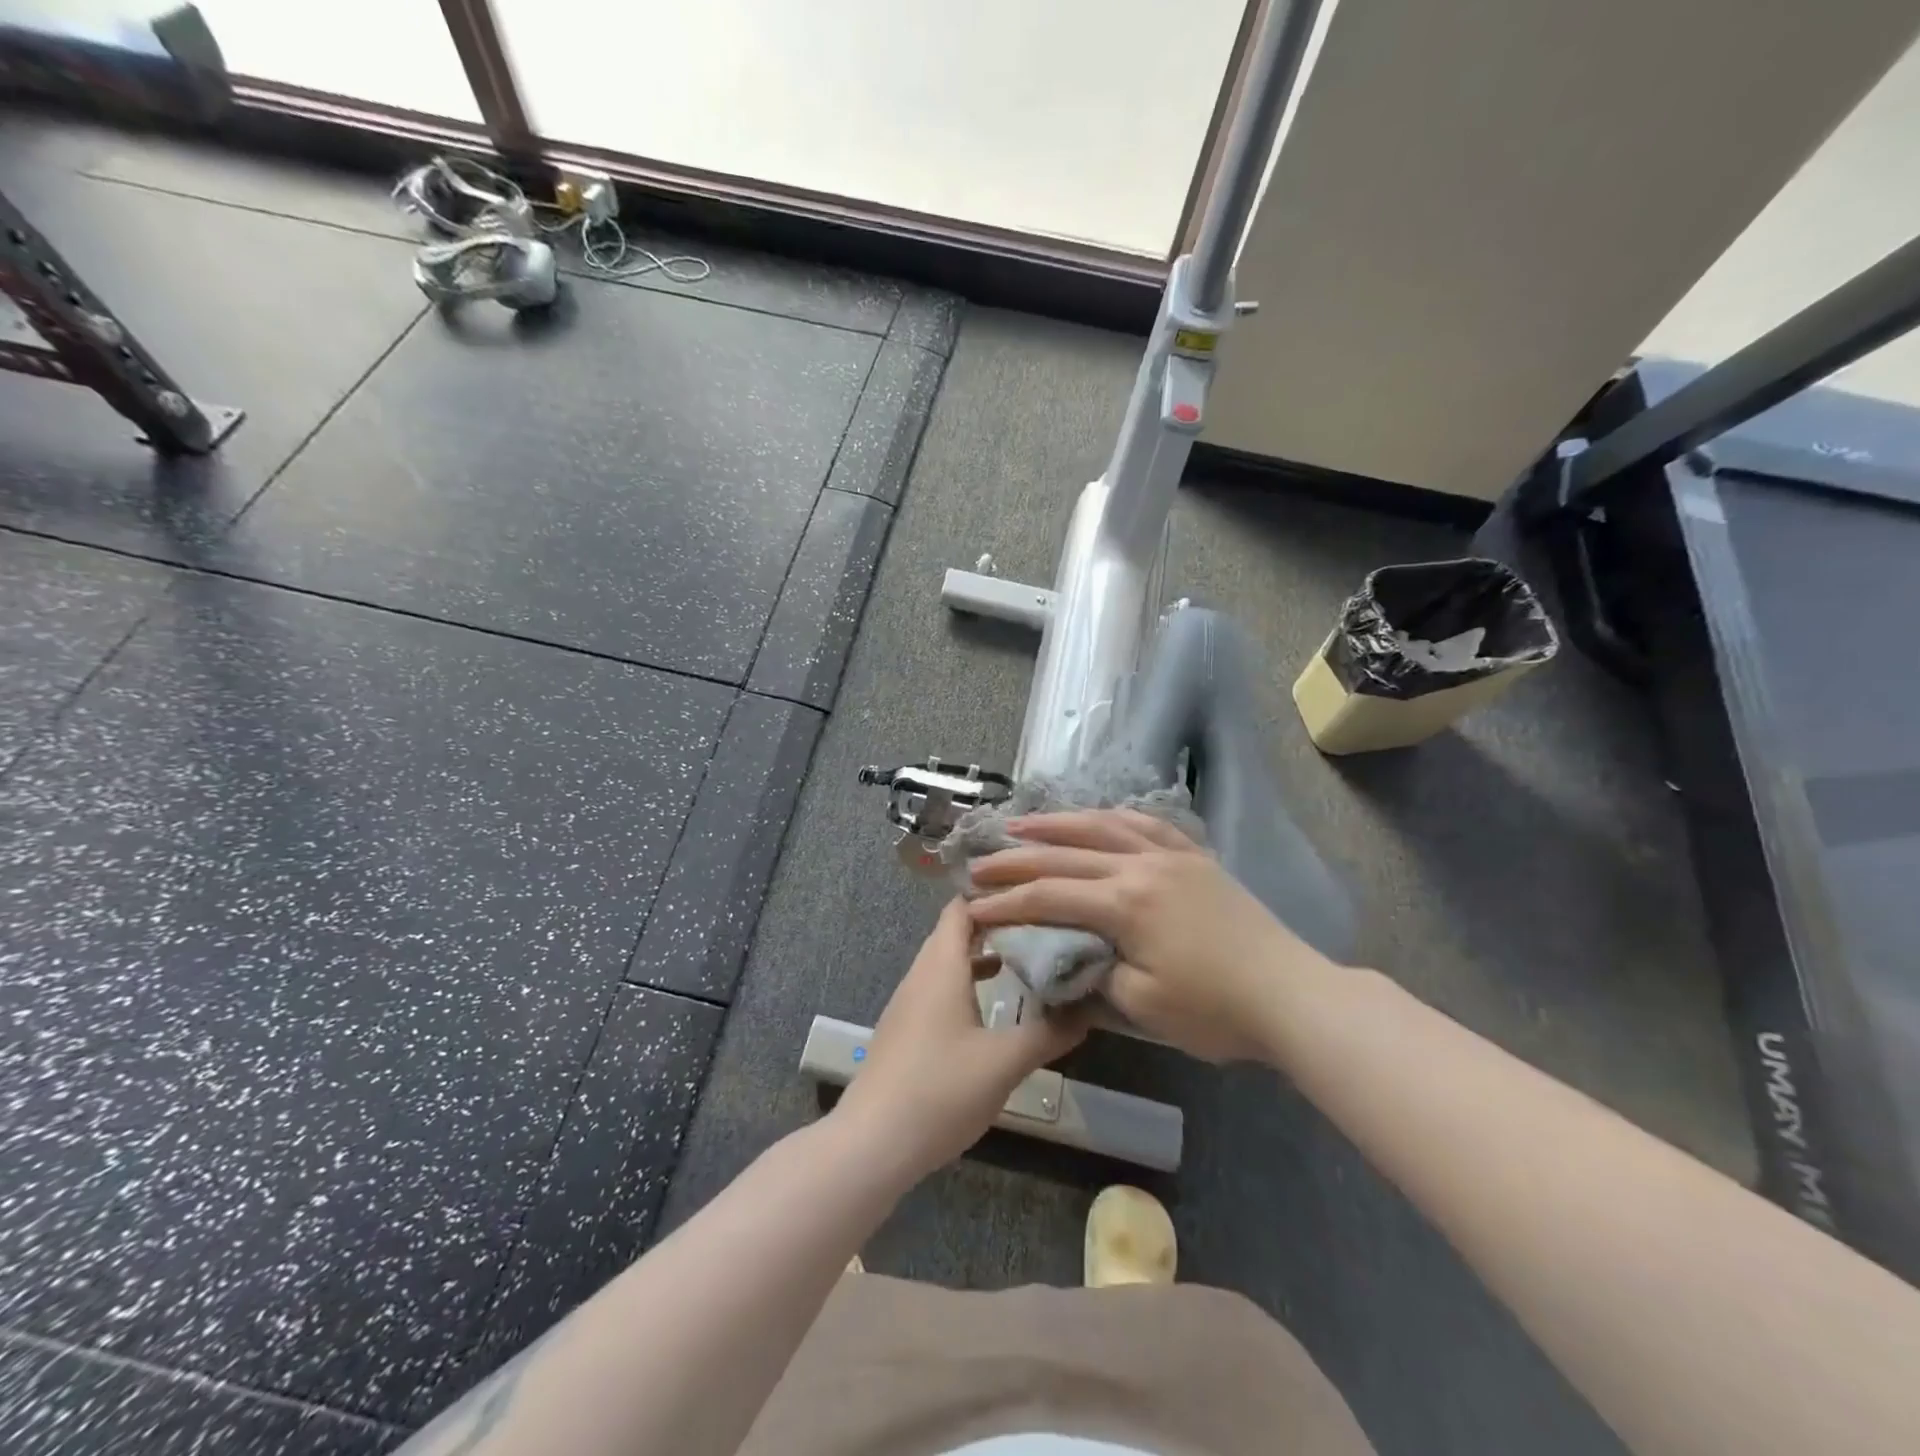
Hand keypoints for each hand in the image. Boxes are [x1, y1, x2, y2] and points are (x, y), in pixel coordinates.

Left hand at [834, 899, 1089, 1183]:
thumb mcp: (1004, 1062)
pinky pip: (940, 989)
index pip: (962, 907)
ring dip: (982, 956)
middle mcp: (921, 974)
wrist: (872, 1143)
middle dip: (996, 925)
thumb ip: (1049, 1032)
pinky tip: (992, 1008)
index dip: (996, 897)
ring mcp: (909, 1003)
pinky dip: (968, 984)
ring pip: (948, 962)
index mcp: (941, 966)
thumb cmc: (939, 1090)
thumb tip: (1090, 1008)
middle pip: (955, 932)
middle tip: (1042, 926)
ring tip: (1025, 960)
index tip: (1035, 896)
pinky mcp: (906, 1030)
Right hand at [968, 810, 1334, 1062]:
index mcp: (1125, 903)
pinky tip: (1097, 817)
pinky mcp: (1195, 857)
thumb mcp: (1141, 1005)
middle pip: (1066, 854)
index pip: (1049, 895)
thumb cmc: (1214, 1010)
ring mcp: (1171, 856)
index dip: (1006, 902)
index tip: (972, 907)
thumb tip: (1065, 954)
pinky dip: (1114, 817)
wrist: (1290, 995)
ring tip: (1022, 822)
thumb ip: (1093, 972)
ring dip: (1057, 823)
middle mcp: (1142, 866)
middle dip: (1017, 859)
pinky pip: (1148, 824)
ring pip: (1102, 826)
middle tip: (980, 862)